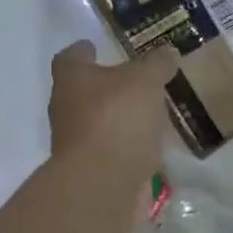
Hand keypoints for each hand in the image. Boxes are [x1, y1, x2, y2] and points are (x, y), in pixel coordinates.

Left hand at [48, 41, 179, 175]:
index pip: (70, 57)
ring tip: (149, 112)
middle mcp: (66, 108)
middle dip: (105, 86)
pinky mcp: (91, 171)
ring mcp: (76, 143)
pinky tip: (150, 144)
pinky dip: (127, 146)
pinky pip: (112, 150)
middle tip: (134, 80)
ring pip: (98, 122)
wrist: (101, 185)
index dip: (83, 50)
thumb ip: (156, 64)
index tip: (95, 47)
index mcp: (71, 79)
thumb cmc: (116, 119)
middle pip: (82, 91)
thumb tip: (167, 52)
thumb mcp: (144, 81)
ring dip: (119, 118)